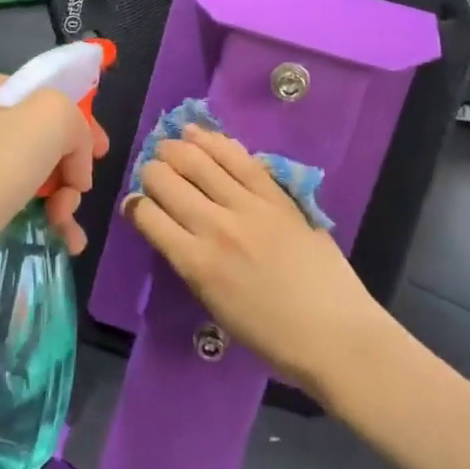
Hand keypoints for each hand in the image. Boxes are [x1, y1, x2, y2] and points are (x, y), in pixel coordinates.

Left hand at [0, 71, 108, 281]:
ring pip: (24, 172)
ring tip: (66, 231)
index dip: (82, 127)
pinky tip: (55, 241)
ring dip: (56, 199)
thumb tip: (73, 161)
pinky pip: (2, 199)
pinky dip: (31, 215)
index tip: (101, 157)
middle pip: (40, 138)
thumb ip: (76, 122)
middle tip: (75, 199)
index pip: (50, 97)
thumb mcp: (53, 118)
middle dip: (68, 171)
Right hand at [124, 126, 377, 393]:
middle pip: (165, 179)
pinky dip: (213, 141)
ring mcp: (248, 206)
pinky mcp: (276, 195)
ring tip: (169, 145)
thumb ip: (189, 261)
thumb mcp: (213, 304)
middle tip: (154, 175)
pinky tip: (198, 133)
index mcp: (195, 263)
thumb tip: (171, 229)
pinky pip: (238, 157)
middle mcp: (215, 226)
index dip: (134, 205)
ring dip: (175, 148)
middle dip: (151, 172)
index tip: (137, 205)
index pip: (147, 215)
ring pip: (197, 158)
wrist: (335, 334)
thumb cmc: (271, 335)